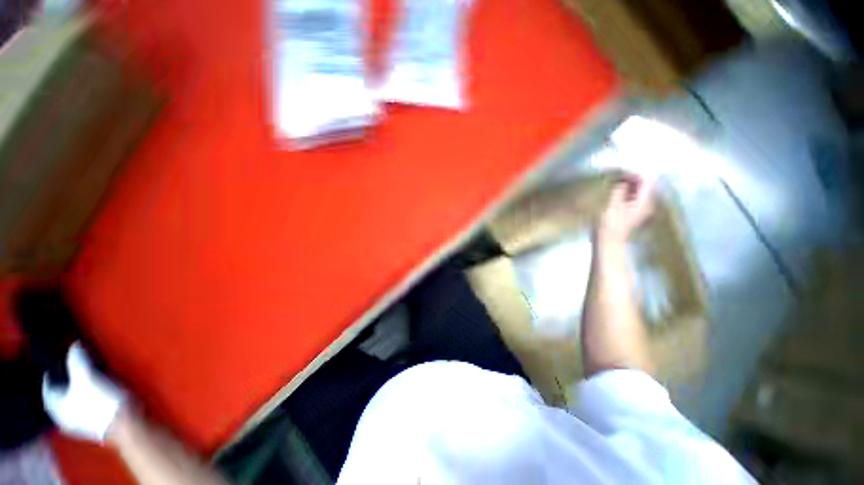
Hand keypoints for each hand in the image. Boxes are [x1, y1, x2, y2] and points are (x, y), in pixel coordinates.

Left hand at [43, 342, 125, 441]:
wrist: (127, 424)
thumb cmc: (101, 402)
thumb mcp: (87, 377)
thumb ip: (77, 359)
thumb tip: (74, 344)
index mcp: (56, 408)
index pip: (47, 387)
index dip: (51, 373)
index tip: (57, 359)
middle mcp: (64, 417)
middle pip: (61, 394)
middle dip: (67, 380)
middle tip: (74, 364)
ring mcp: (81, 422)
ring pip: (75, 400)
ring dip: (80, 387)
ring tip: (88, 374)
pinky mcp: (96, 422)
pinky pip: (87, 404)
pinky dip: (90, 395)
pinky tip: (99, 389)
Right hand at [595, 174, 654, 245]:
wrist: (608, 243)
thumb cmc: (609, 224)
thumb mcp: (613, 204)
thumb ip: (620, 189)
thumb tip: (623, 178)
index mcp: (644, 200)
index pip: (646, 178)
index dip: (633, 171)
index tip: (619, 168)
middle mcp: (646, 203)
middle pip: (644, 183)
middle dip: (631, 175)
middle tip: (615, 171)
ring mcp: (639, 208)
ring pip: (637, 190)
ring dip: (627, 183)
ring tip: (613, 178)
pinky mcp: (631, 212)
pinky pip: (631, 196)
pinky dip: (624, 190)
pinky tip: (614, 189)